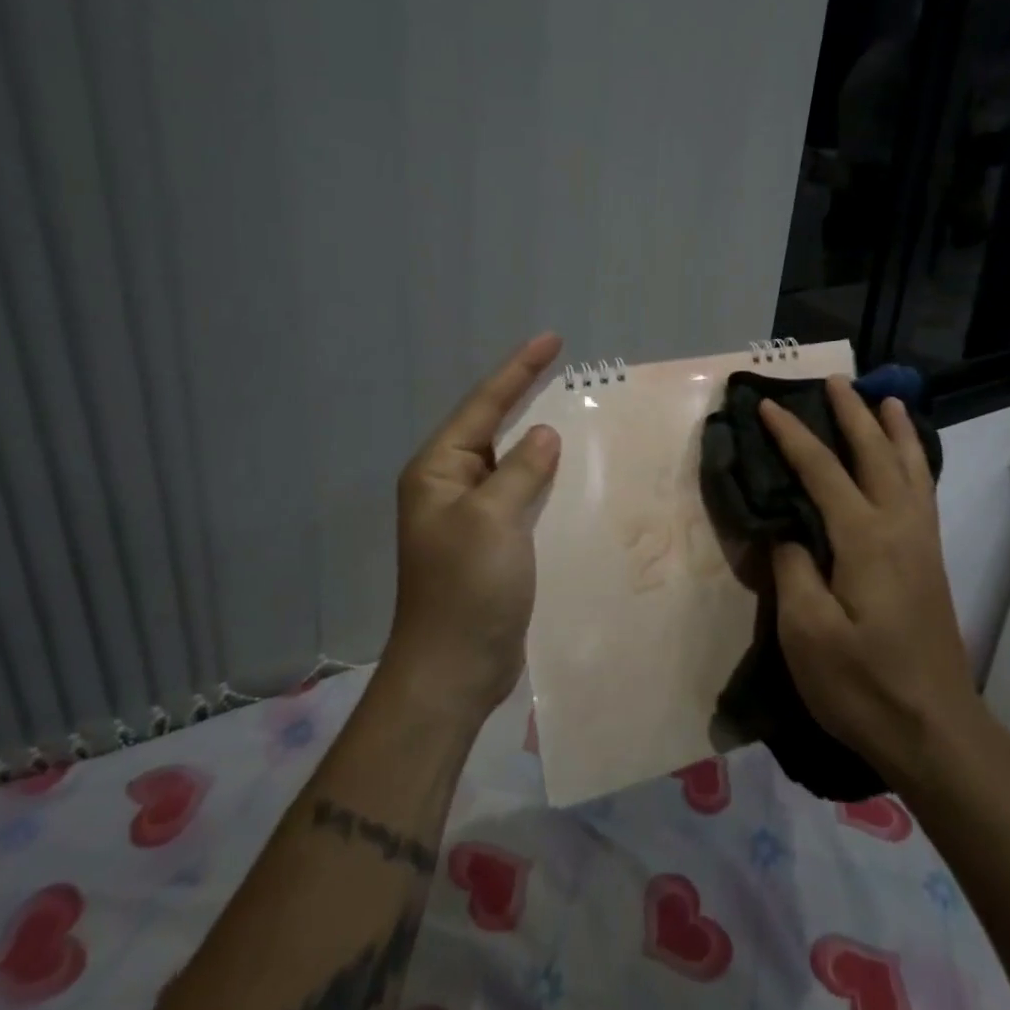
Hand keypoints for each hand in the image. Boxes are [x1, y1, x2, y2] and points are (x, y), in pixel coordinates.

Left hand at [383, 333, 562, 719]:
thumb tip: (544, 434)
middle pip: (492, 426)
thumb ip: (521, 469)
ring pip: (509, 460)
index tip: (551, 339)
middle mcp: (449, 485)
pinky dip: (542, 476)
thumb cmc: (466, 588)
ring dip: (537, 436)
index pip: (484, 406)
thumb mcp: (494, 519)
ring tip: (571, 407)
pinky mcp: (490, 541)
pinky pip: (519, 493)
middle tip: (563, 366)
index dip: (518, 370)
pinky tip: (568, 469)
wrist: (453, 670)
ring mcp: (469, 514)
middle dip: (525, 395)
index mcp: (438, 470)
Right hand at [758, 378, 986, 784]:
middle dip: (853, 414)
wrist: (935, 731)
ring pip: (910, 468)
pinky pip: (923, 491)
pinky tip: (909, 460)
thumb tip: (787, 528)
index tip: (769, 404)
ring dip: (894, 430)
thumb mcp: (808, 633)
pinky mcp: (930, 561)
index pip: (821, 471)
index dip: (792, 435)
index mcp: (864, 538)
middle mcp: (898, 527)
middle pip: (875, 454)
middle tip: (836, 379)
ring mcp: (920, 543)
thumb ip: (793, 568)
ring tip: (886, 399)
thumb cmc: (863, 685)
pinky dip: (915, 461)